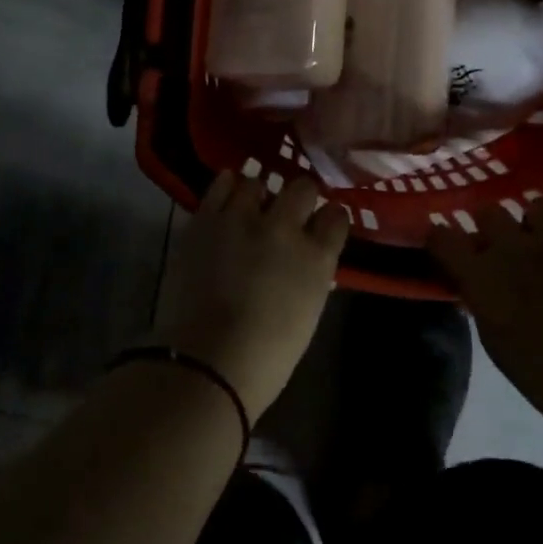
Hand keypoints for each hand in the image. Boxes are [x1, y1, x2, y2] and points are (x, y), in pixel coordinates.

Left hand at [152, 172, 350, 421]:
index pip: (336, 218)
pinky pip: (221, 184)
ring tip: (252, 205)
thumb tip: (307, 259)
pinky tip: (228, 194)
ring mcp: (243, 219)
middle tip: (290, 210)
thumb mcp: (307, 313)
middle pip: (303, 188)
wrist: (207, 360)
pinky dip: (228, 186)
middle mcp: (285, 228)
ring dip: (259, 194)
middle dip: (301, 196)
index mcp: (317, 257)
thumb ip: (311, 276)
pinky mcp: (207, 219)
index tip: (324, 222)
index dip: (330, 218)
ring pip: (258, 182)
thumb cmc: (266, 355)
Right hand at [427, 198, 542, 426]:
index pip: (443, 239)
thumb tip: (478, 291)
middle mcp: (511, 247)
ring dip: (537, 218)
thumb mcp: (495, 341)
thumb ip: (484, 305)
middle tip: (497, 241)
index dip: (439, 238)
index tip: (442, 243)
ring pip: (538, 204)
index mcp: (480, 274)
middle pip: (488, 211)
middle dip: (489, 223)